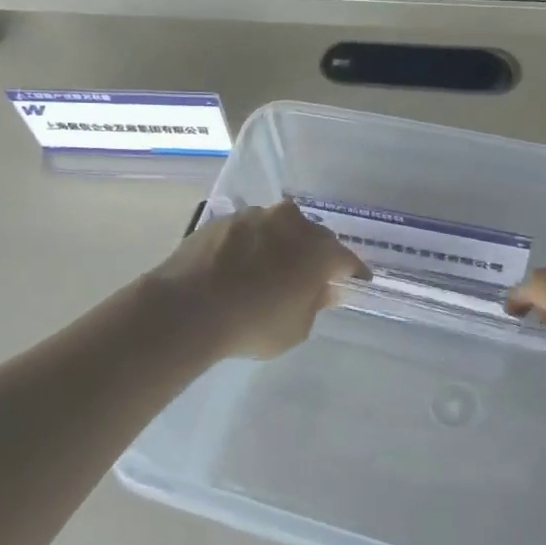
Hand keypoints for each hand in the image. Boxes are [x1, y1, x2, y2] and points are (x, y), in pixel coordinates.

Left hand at [148, 200, 368, 361]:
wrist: (189, 306)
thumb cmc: (253, 323)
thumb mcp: (296, 328)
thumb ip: (314, 305)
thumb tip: (322, 289)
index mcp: (318, 248)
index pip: (346, 258)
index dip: (353, 272)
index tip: (357, 281)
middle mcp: (291, 222)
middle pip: (313, 236)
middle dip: (315, 254)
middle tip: (311, 275)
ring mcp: (254, 216)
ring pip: (278, 228)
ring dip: (281, 244)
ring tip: (271, 268)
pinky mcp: (223, 219)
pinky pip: (248, 231)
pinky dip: (251, 245)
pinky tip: (240, 265)